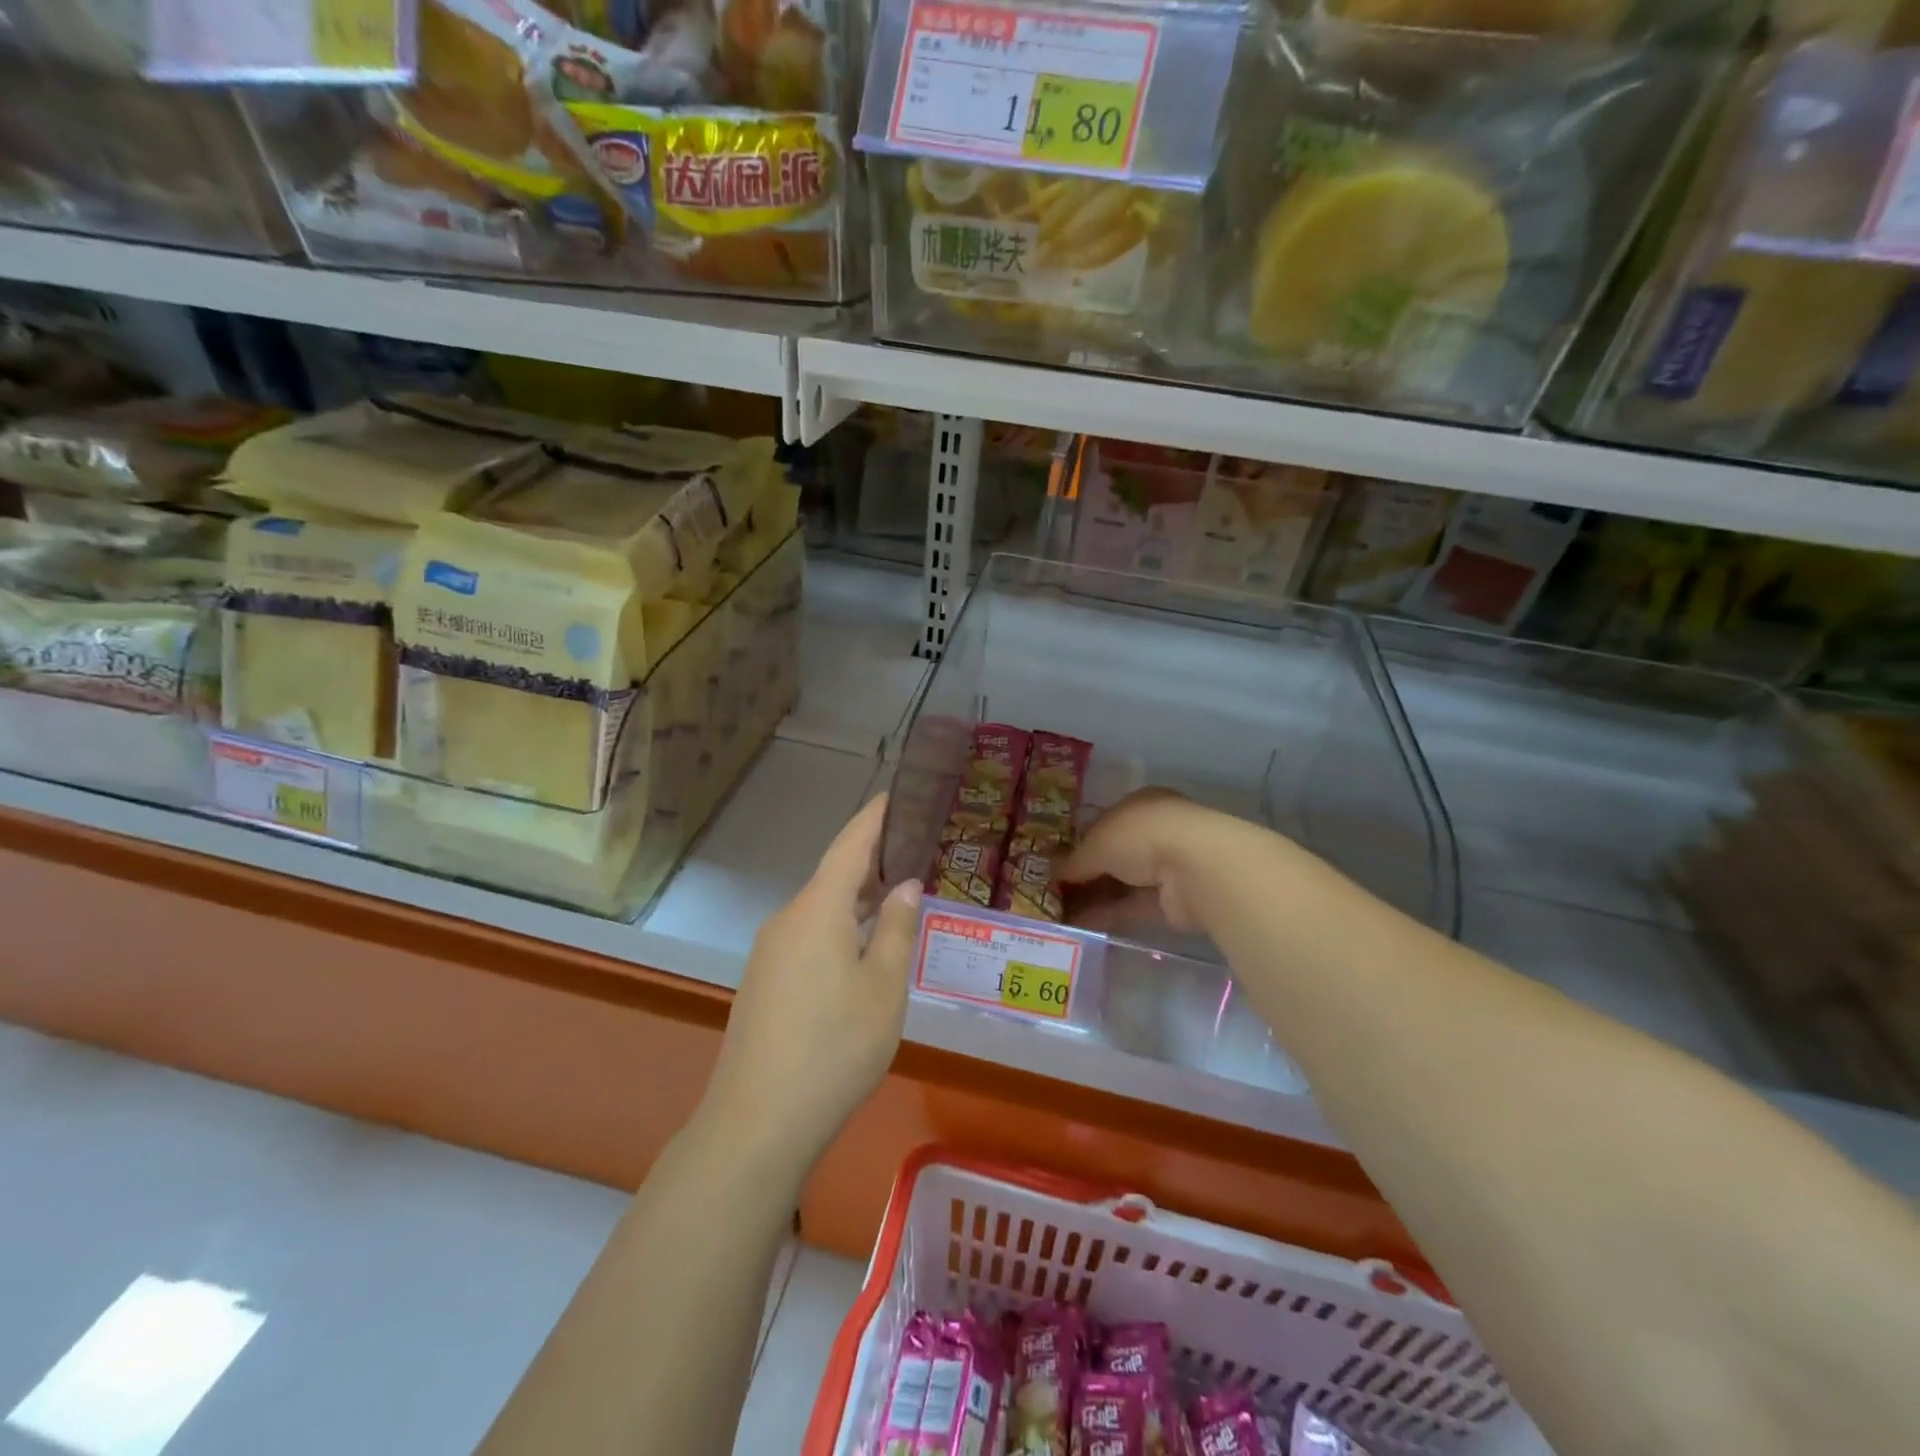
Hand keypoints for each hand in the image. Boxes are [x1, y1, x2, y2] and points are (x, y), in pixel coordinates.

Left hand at [702, 795, 923, 1168]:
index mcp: (818, 910)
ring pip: (820, 910)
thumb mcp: (884, 988)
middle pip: (833, 876)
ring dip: (856, 900)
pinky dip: (839, 928)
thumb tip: (905, 885)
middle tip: (912, 851)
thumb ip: (898, 930)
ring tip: (895, 897)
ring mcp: (770, 953)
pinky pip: (808, 937)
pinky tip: (861, 949)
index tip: (893, 794)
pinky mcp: (764, 982)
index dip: (873, 818)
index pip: (849, 846)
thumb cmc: (834, 1048)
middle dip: (870, 861)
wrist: (757, 1122)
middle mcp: (788, 920)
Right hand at [1060, 788, 1225, 935]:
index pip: (1104, 823)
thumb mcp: (1096, 843)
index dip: (1078, 841)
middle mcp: (1153, 833)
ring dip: (1092, 897)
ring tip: (1057, 913)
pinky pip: (1130, 908)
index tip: (1054, 860)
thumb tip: (1052, 872)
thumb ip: (1074, 860)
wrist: (1194, 868)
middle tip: (1052, 890)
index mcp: (1138, 806)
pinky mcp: (1170, 901)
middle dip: (1084, 873)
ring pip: (1121, 884)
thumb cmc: (1141, 835)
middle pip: (1112, 856)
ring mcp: (1165, 868)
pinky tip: (1077, 926)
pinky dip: (1106, 915)